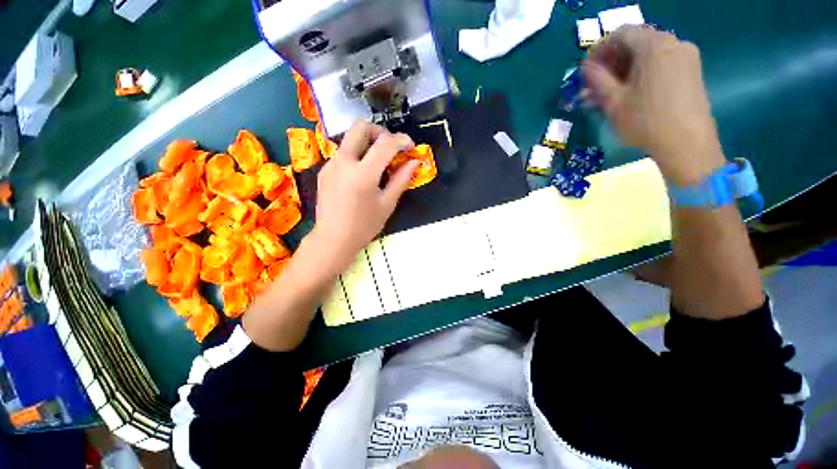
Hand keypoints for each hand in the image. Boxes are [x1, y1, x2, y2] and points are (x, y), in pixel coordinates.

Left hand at [308, 120, 418, 272]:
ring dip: (367, 144)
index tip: (411, 147)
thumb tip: (415, 162)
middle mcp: (344, 162)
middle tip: (390, 147)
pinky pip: (343, 153)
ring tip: (377, 164)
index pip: (385, 143)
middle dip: (380, 131)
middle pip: (360, 127)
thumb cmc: (364, 226)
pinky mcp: (324, 170)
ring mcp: (331, 164)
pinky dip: (357, 156)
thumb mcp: (387, 204)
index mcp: (363, 174)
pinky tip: (361, 175)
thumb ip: (401, 179)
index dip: (402, 140)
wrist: (333, 239)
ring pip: (350, 139)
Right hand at [583, 26, 725, 183]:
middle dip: (612, 61)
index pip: (620, 34)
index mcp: (653, 46)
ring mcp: (685, 56)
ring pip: (648, 53)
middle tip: (595, 84)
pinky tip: (631, 91)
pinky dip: (642, 72)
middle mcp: (672, 42)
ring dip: (625, 68)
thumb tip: (587, 67)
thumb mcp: (613, 102)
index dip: (599, 50)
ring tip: (609, 92)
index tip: (587, 71)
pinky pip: (661, 62)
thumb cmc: (645, 122)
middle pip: (635, 42)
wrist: (687, 143)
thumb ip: (598, 80)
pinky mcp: (691, 70)